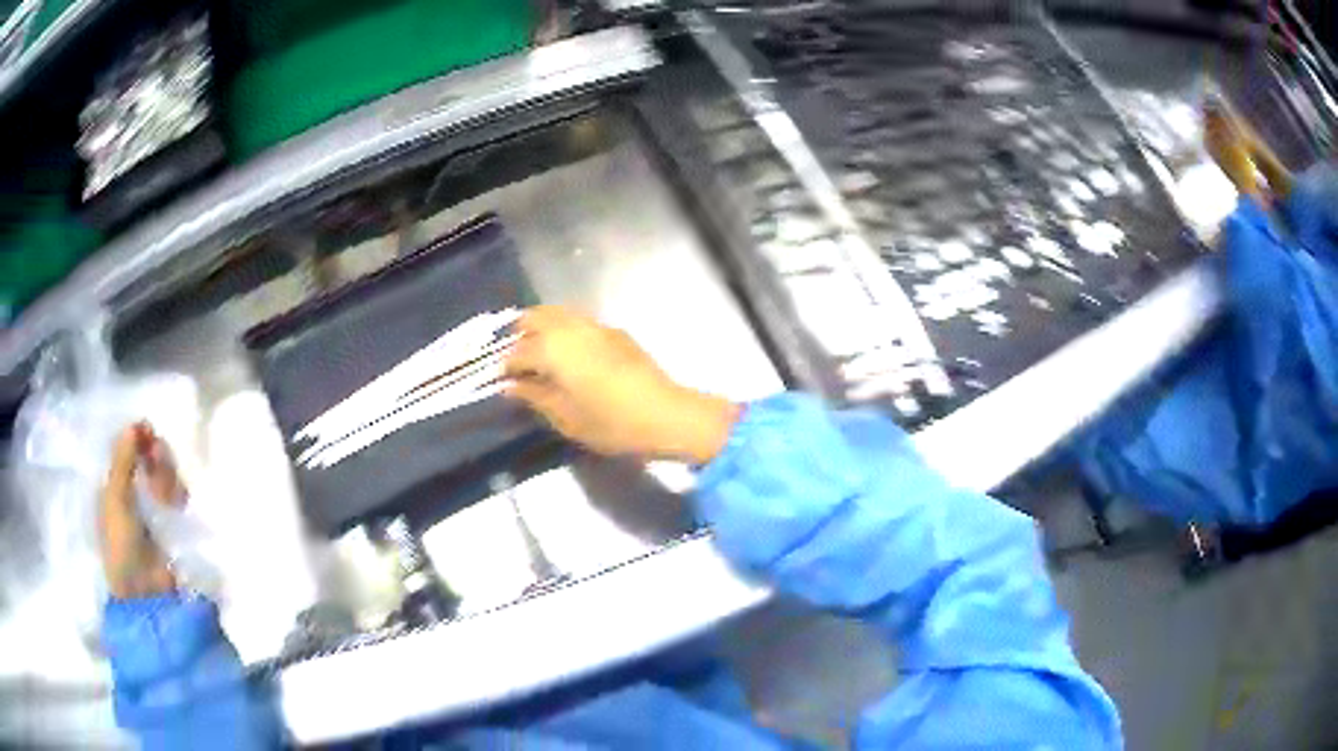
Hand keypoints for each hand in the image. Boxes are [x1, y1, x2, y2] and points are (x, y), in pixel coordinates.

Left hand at [99, 422, 182, 597]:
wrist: (146, 591)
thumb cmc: (121, 543)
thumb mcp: (116, 497)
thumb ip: (123, 459)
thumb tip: (135, 422)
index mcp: (115, 483)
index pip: (128, 447)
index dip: (138, 437)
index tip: (147, 431)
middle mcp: (134, 489)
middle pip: (148, 456)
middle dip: (155, 455)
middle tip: (157, 458)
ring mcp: (155, 506)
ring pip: (165, 472)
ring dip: (167, 474)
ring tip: (168, 491)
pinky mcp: (174, 521)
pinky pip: (178, 493)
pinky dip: (177, 491)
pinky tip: (177, 501)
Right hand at [504, 307, 739, 463]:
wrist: (666, 415)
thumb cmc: (611, 423)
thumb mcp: (566, 418)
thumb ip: (534, 397)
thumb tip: (510, 386)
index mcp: (554, 349)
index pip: (517, 352)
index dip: (505, 366)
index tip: (499, 379)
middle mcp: (572, 328)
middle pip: (535, 317)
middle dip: (519, 333)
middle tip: (515, 358)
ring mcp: (596, 326)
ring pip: (559, 314)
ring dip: (542, 329)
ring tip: (539, 356)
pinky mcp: (615, 332)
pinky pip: (579, 322)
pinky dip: (565, 331)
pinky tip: (569, 356)